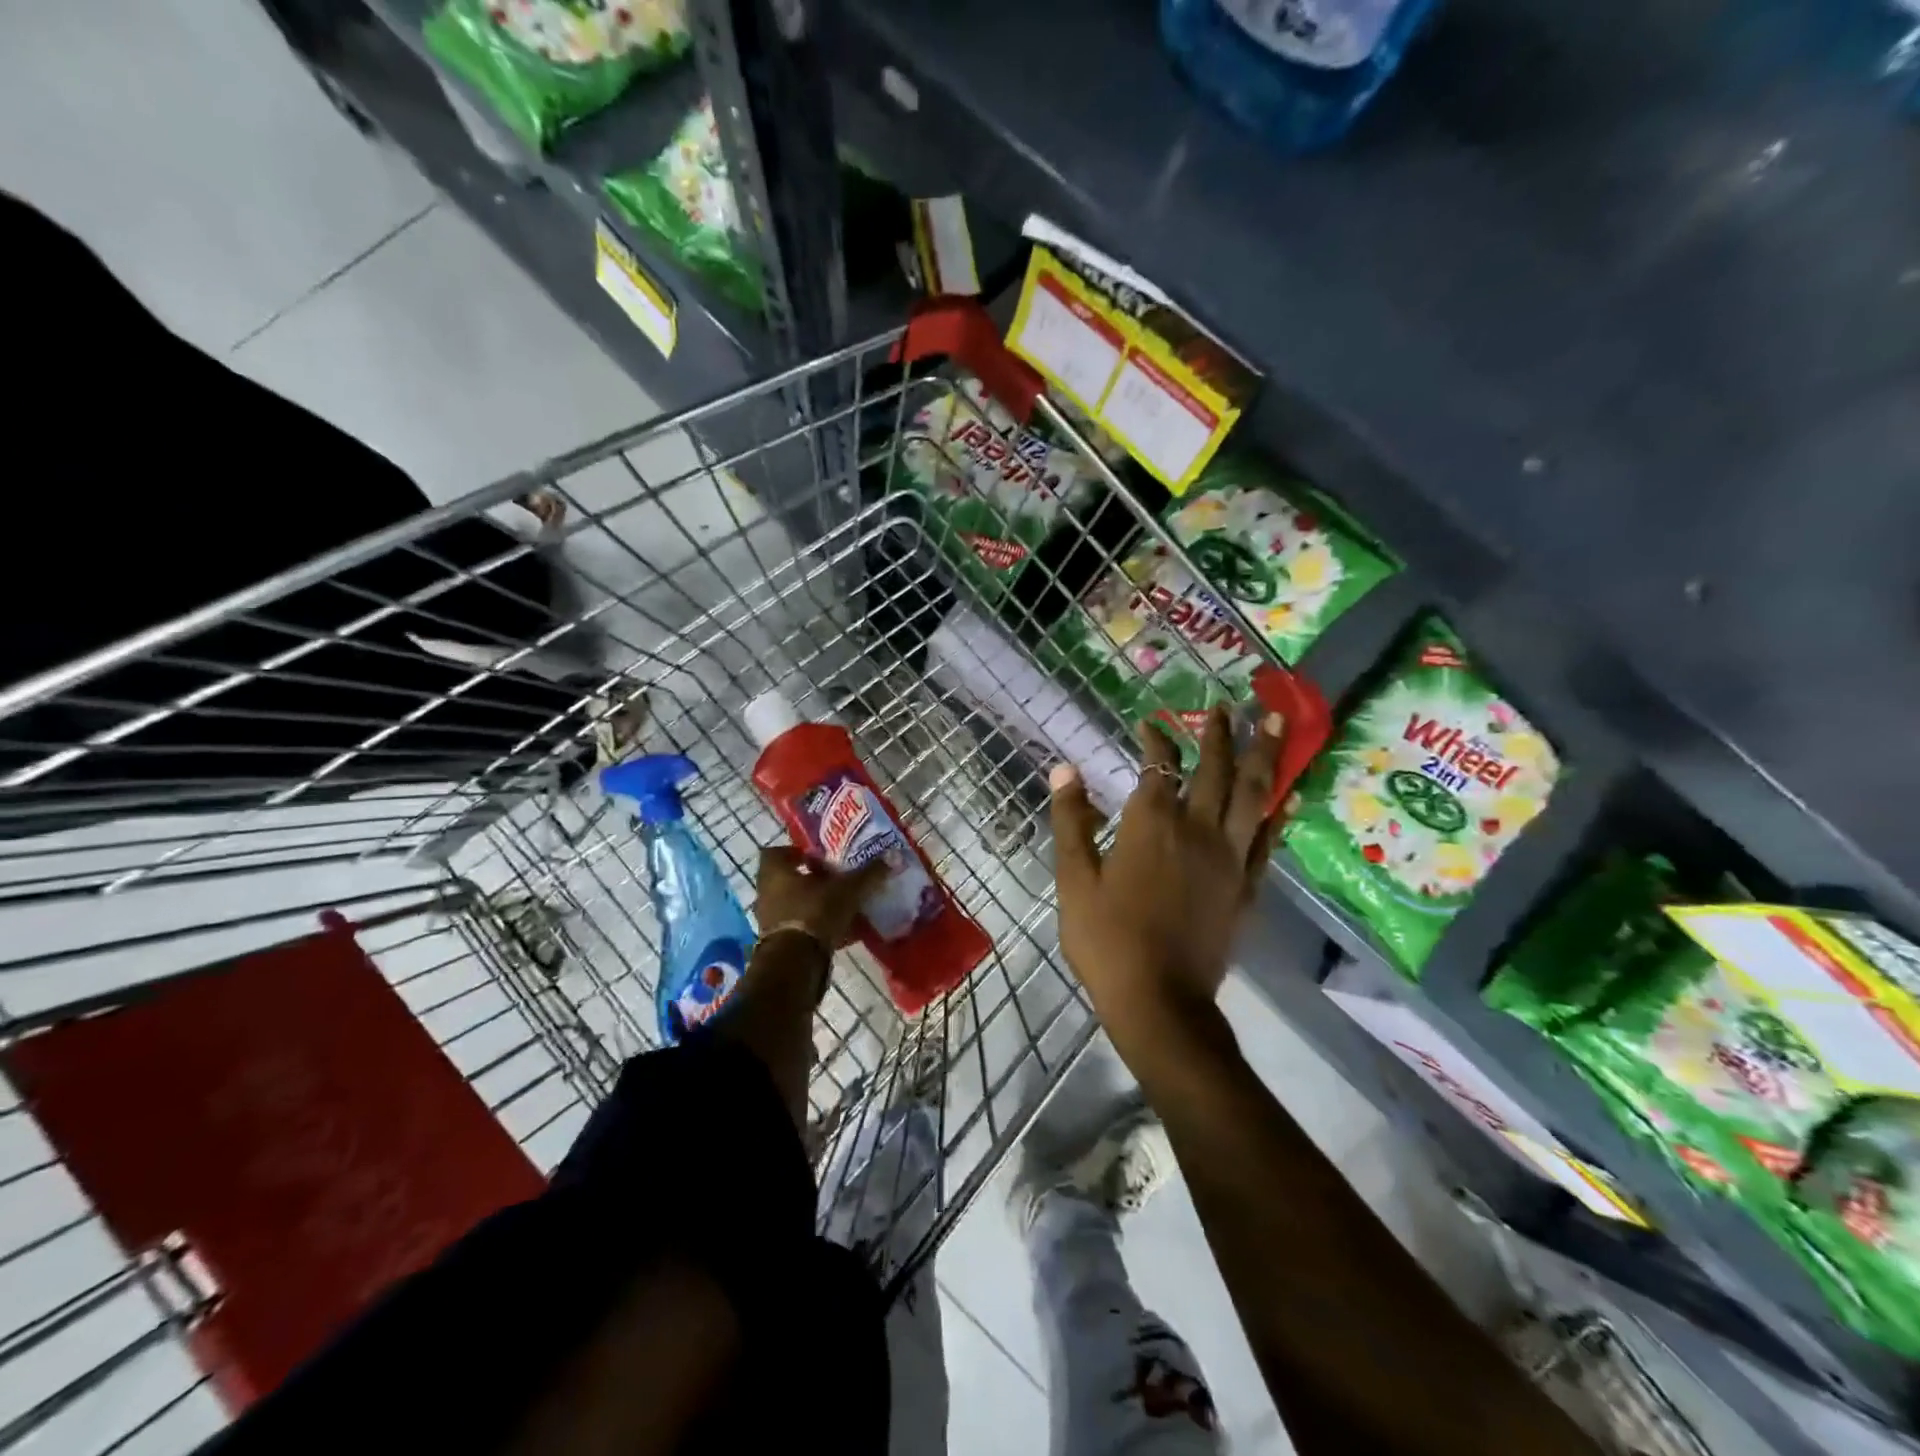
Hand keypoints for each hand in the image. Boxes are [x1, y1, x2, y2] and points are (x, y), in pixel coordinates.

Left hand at [754, 845, 886, 948]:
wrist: (796, 963)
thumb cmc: (815, 912)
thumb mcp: (848, 889)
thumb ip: (869, 873)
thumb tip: (893, 855)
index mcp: (775, 873)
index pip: (776, 852)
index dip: (795, 852)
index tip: (818, 856)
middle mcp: (767, 894)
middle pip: (788, 880)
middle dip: (812, 880)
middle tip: (836, 879)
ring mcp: (772, 921)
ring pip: (795, 905)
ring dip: (815, 904)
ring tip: (844, 904)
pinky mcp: (780, 945)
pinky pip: (802, 928)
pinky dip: (819, 927)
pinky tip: (843, 931)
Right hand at [1049, 707, 1284, 1048]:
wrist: (1158, 1001)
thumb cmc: (1106, 939)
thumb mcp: (1074, 879)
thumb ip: (1071, 821)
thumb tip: (1064, 768)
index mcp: (1152, 824)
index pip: (1159, 767)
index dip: (1155, 739)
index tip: (1150, 722)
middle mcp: (1198, 830)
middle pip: (1217, 770)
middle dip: (1220, 733)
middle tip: (1226, 705)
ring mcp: (1230, 859)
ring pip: (1254, 795)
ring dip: (1264, 755)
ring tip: (1277, 723)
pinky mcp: (1246, 888)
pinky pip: (1268, 841)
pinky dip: (1278, 813)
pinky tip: (1287, 797)